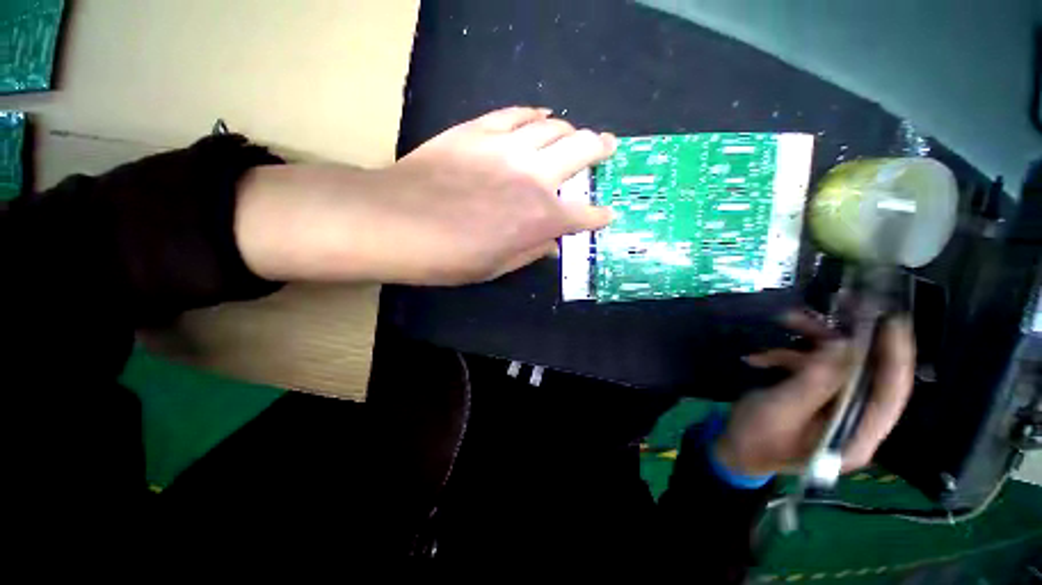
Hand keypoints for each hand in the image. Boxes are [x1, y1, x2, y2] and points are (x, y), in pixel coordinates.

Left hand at [235, 107, 616, 284]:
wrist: (396, 222)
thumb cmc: (449, 257)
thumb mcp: (496, 266)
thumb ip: (530, 252)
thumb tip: (551, 244)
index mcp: (540, 218)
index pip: (584, 215)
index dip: (599, 216)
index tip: (607, 214)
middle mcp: (534, 177)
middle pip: (582, 150)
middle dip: (601, 150)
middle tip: (608, 148)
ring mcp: (507, 147)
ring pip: (554, 126)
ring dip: (571, 130)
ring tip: (575, 134)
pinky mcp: (480, 130)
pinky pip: (517, 113)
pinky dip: (535, 114)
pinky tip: (542, 116)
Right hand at [713, 311, 915, 475]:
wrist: (734, 450)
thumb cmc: (755, 438)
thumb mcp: (779, 409)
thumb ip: (813, 382)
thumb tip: (842, 347)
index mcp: (855, 436)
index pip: (890, 394)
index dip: (896, 356)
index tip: (892, 320)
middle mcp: (855, 421)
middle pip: (865, 373)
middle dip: (845, 338)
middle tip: (837, 305)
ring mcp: (836, 409)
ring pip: (836, 365)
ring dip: (810, 343)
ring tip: (785, 320)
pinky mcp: (817, 399)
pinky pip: (813, 369)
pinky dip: (788, 357)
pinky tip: (760, 358)